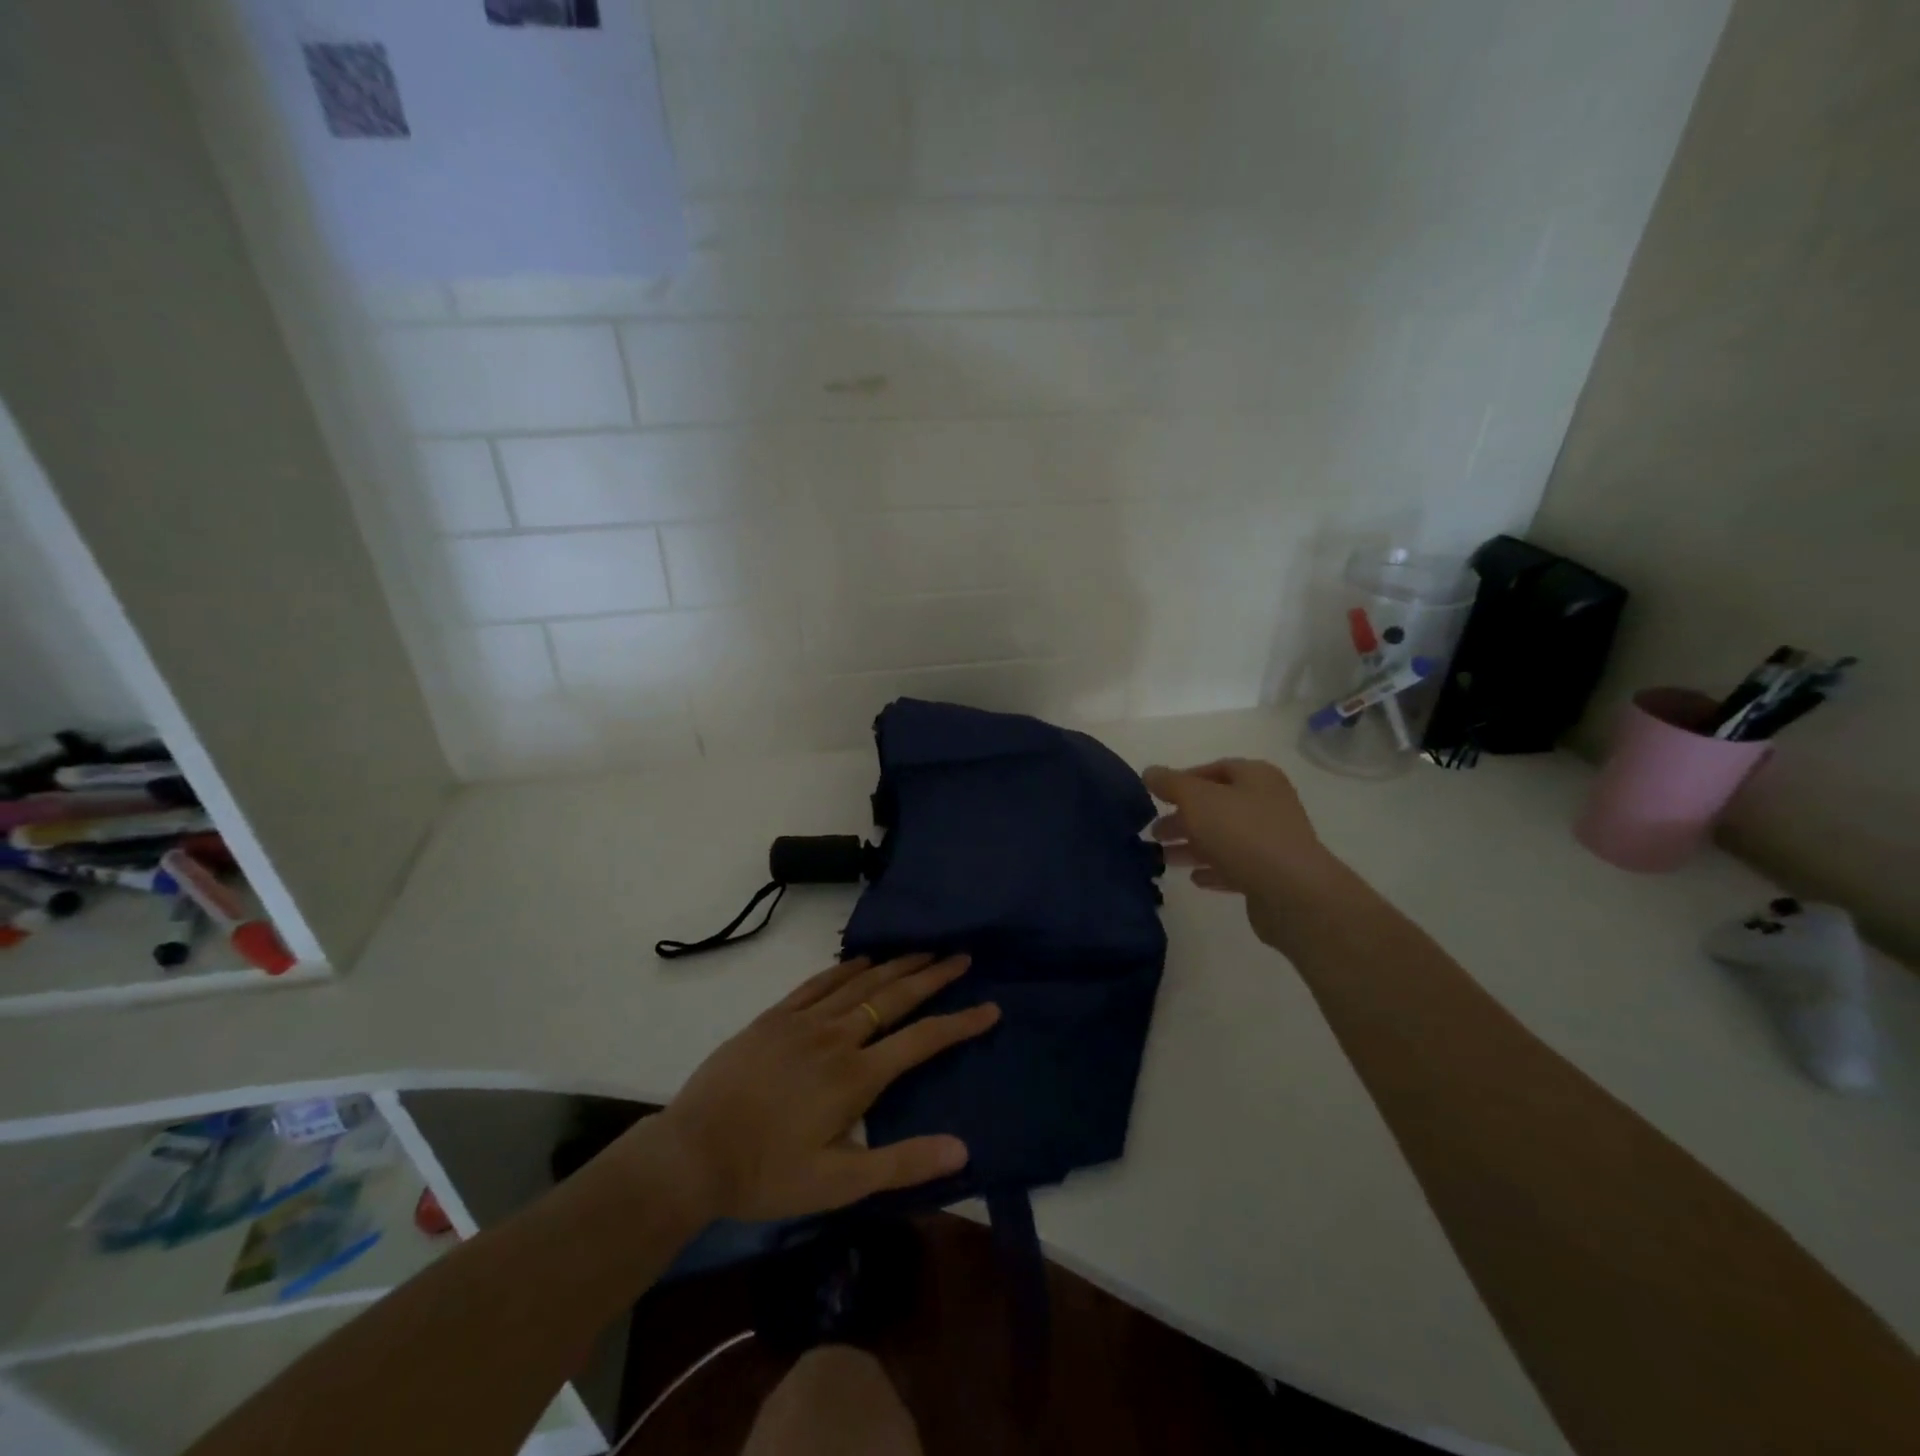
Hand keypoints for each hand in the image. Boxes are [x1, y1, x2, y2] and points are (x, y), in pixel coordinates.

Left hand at [650, 954, 999, 1222]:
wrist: (692, 1153)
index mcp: (856, 1077)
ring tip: (923, 949)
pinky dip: (845, 967)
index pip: (921, 1041)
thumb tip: (962, 1147)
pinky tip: (861, 960)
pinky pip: (818, 982)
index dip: (959, 1023)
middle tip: (961, 956)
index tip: (990, 1007)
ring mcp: (803, 1021)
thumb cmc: (766, 1174)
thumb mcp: (838, 1184)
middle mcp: (836, 1037)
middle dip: (932, 975)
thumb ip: (901, 1163)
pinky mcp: (774, 1017)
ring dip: (896, 964)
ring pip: (859, 981)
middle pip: (894, 997)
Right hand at [1143, 758, 1338, 949]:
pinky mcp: (1272, 874)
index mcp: (1256, 777)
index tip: (1157, 797)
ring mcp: (1273, 840)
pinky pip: (1236, 866)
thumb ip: (1170, 783)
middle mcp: (1268, 804)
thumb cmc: (1242, 833)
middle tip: (1154, 832)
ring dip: (1192, 846)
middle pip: (1217, 805)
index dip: (1183, 780)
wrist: (1291, 892)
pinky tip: (1195, 879)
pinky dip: (1214, 869)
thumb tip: (1150, 772)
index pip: (1216, 769)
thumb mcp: (1196, 799)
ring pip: (1223, 838)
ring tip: (1163, 858)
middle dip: (1183, 817)